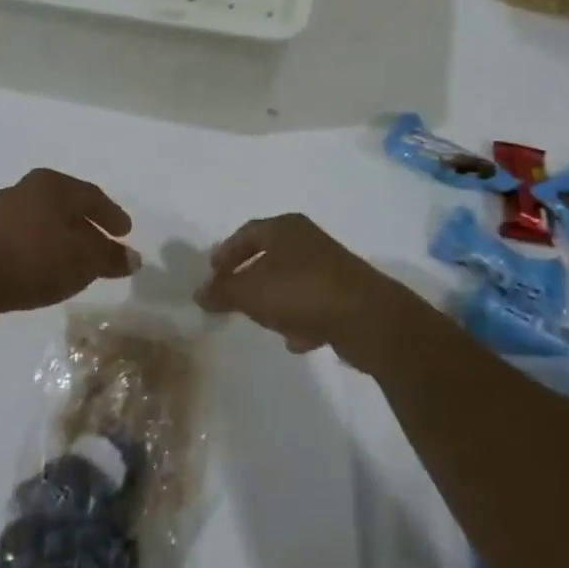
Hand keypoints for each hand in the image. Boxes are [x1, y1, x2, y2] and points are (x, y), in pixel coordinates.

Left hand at [0, 169, 134, 320]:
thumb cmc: (33, 258)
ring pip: (44, 221)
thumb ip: (109, 257)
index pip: (92, 196)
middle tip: (105, 244)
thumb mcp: (82, 261)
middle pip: (67, 206)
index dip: (112, 215)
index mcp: (52, 184)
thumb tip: (133, 257)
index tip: (126, 232)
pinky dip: (42, 248)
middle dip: (88, 226)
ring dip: (63, 238)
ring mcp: (0, 210)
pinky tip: (45, 266)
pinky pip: (25, 236)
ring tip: (76, 259)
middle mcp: (26, 188)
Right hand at [195, 214, 407, 369]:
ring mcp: (331, 267)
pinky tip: (295, 339)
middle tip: (232, 295)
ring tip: (260, 320)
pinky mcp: (348, 295)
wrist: (369, 318)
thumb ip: (223, 292)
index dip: (226, 251)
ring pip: (292, 280)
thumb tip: (199, 293)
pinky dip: (301, 318)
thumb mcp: (251, 293)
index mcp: (284, 228)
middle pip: (270, 255)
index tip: (212, 272)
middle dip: (249, 276)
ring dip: (275, 300)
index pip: (246, 232)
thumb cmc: (301, 292)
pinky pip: (314, 303)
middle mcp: (308, 240)